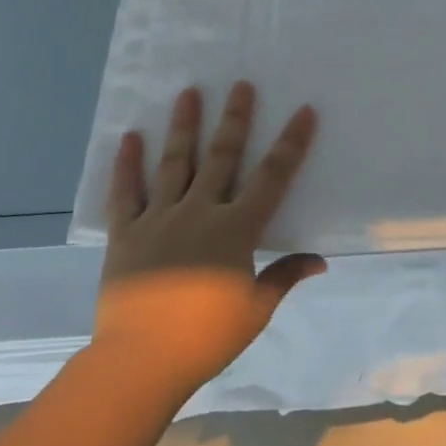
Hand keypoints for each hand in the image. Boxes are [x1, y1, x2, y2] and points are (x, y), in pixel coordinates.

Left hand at [94, 81, 324, 395]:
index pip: (272, 177)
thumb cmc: (207, 337)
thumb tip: (320, 261)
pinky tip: (131, 137)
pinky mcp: (126, 233)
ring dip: (184, 125)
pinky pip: (126, 192)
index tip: (303, 111)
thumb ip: (284, 277)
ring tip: (189, 92)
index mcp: (236, 229)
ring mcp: (159, 219)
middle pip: (221, 156)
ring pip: (174, 163)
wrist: (141, 360)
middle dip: (235, 118)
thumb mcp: (256, 309)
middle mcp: (199, 212)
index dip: (291, 143)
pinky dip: (127, 164)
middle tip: (241, 84)